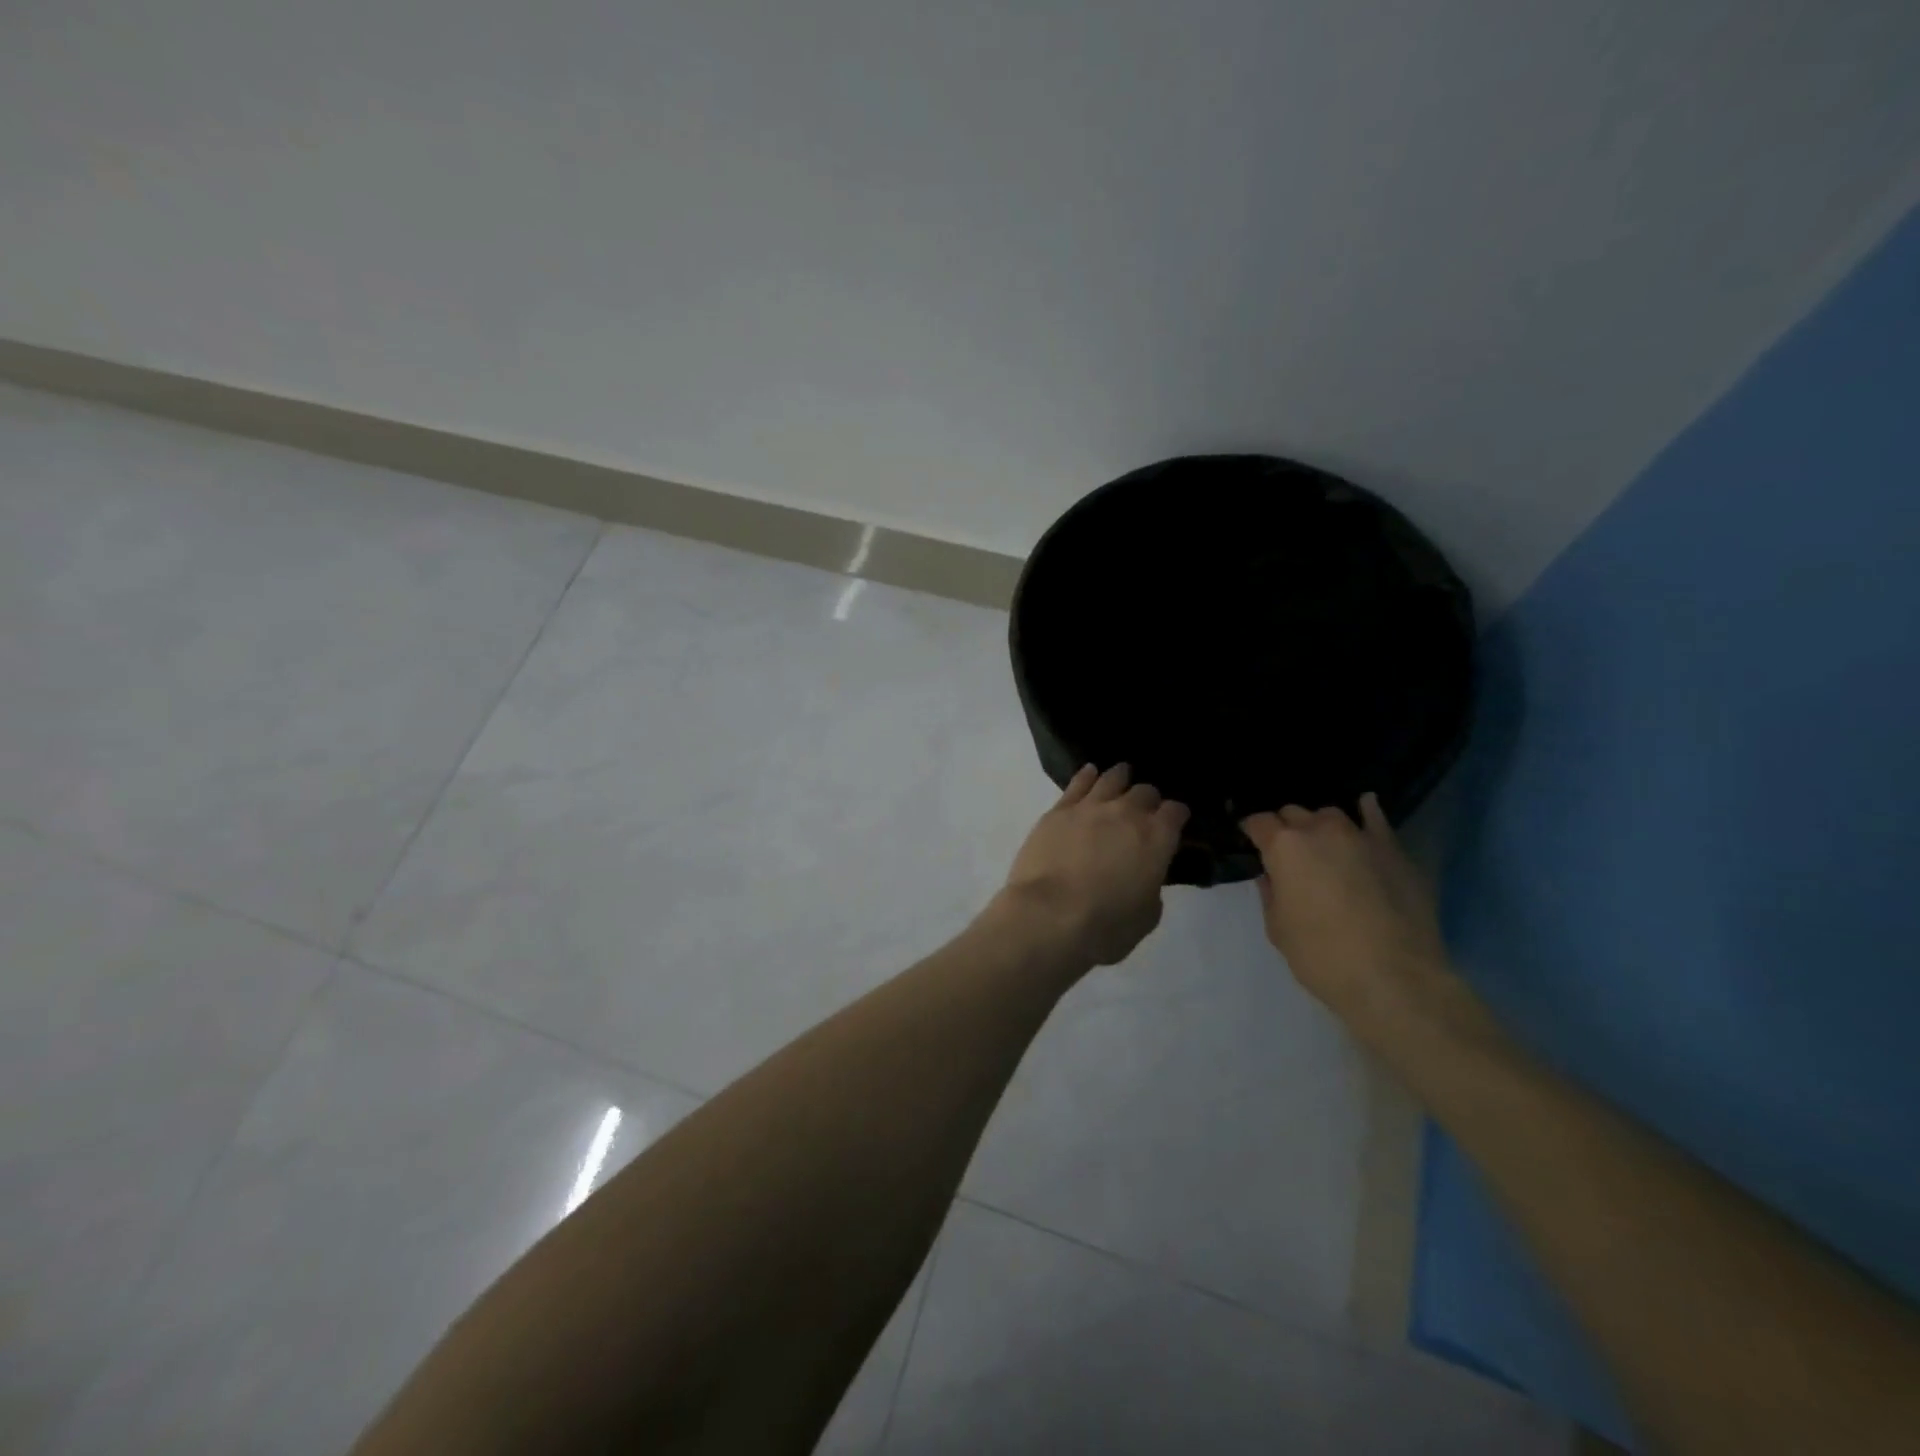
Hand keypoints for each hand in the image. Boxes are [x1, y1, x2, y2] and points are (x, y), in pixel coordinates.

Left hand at [997, 764, 1188, 967]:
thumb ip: (1151, 887)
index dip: (1177, 815)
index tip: (1175, 821)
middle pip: (1145, 792)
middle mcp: (1127, 814)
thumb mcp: (1147, 916)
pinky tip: (1090, 773)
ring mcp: (1090, 807)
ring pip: (1112, 779)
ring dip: (1121, 777)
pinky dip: (1087, 776)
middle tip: (1145, 808)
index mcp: (1157, 838)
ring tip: (1122, 774)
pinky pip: (1078, 783)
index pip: (1176, 812)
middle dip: (1149, 799)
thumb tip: (1144, 876)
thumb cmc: (1105, 926)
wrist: (1049, 915)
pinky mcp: (1059, 811)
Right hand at [1240, 793, 1452, 1030]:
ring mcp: (1361, 836)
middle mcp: (1320, 830)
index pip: (1258, 822)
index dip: (1251, 831)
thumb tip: (1273, 875)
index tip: (1250, 843)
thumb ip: (1271, 893)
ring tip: (1322, 845)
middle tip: (1286, 854)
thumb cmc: (1322, 956)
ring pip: (1330, 815)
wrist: (1395, 978)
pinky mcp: (1394, 850)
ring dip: (1320, 826)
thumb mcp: (1278, 928)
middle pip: (1293, 813)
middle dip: (1285, 828)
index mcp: (1284, 847)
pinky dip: (1366, 812)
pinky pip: (1376, 818)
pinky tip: (1364, 807)